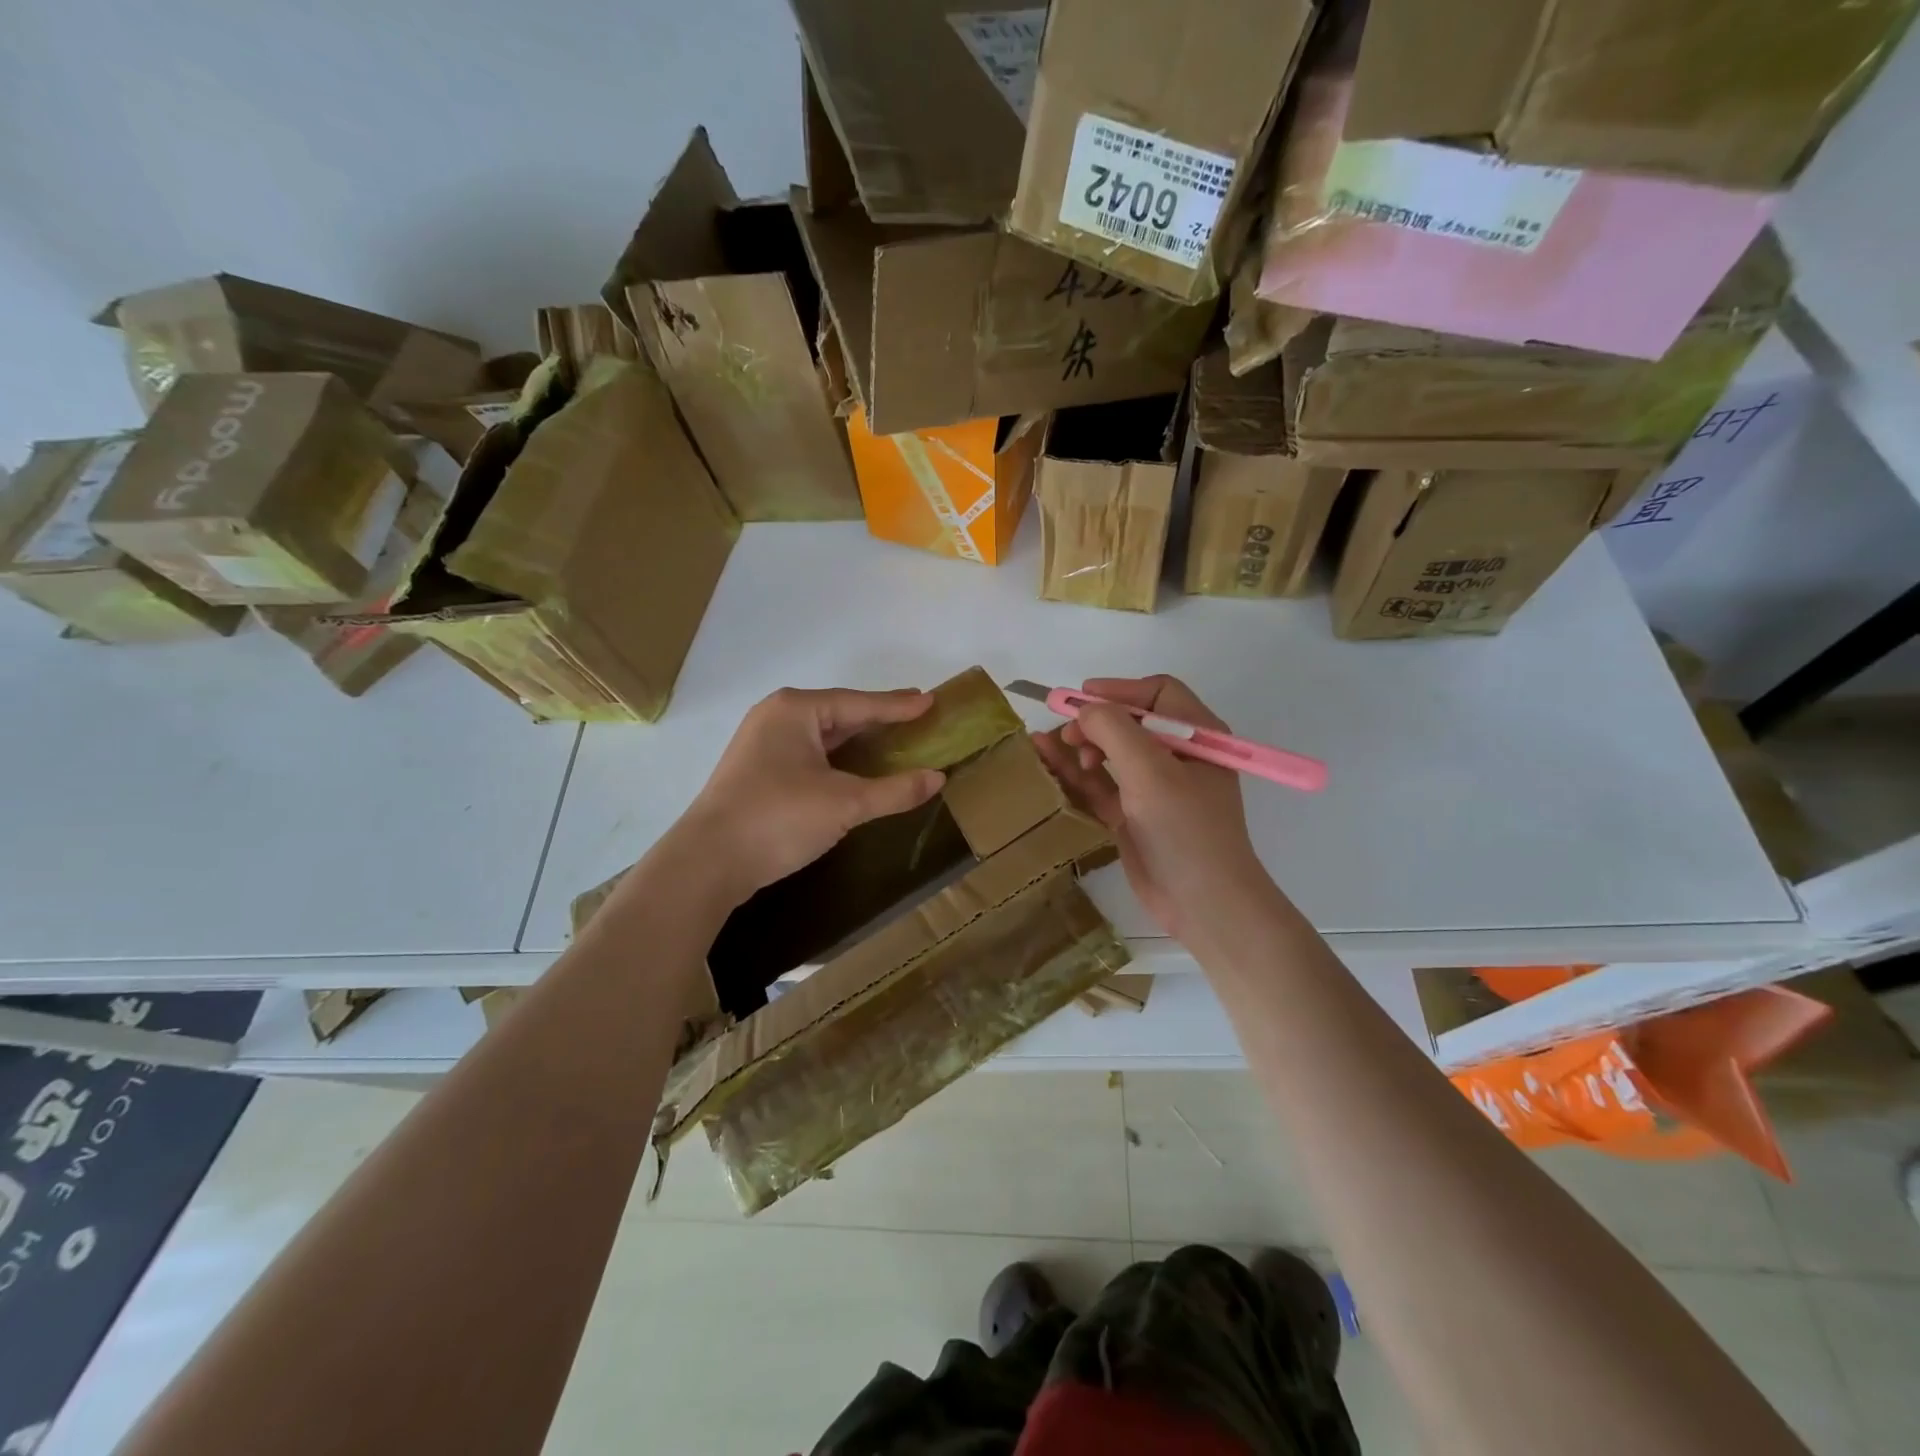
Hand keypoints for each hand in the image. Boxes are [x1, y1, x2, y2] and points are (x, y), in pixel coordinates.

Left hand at [675, 686, 945, 905]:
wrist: (708, 862)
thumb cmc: (778, 818)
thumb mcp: (844, 804)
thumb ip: (894, 790)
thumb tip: (937, 779)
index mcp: (795, 710)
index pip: (859, 703)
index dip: (898, 705)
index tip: (931, 700)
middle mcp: (777, 717)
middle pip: (840, 714)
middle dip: (878, 718)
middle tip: (917, 715)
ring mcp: (763, 744)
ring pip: (823, 736)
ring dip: (858, 740)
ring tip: (894, 738)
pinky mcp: (759, 771)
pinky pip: (810, 754)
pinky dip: (839, 758)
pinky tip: (857, 768)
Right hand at [1032, 675, 1270, 945]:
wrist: (1202, 904)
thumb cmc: (1185, 830)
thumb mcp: (1150, 773)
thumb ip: (1115, 731)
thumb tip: (1084, 710)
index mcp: (1197, 737)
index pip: (1158, 694)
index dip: (1120, 690)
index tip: (1083, 698)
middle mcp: (1177, 756)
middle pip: (1128, 722)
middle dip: (1095, 722)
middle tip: (1067, 734)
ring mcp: (1154, 787)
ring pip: (1109, 752)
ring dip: (1080, 745)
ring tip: (1050, 745)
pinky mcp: (1133, 814)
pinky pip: (1100, 784)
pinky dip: (1075, 772)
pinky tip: (1047, 760)